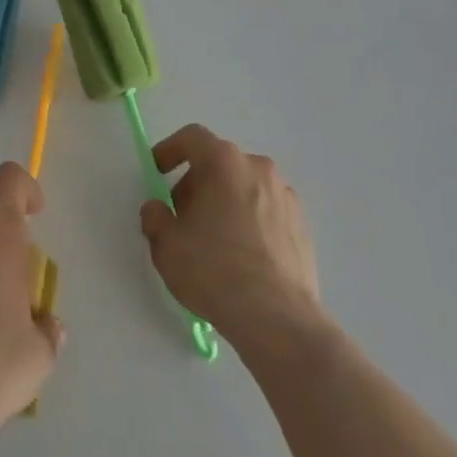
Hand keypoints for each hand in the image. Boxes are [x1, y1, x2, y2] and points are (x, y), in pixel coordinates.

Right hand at [140, 125, 326, 358]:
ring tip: (212, 240)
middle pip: (219, 163)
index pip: (192, 138)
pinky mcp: (302, 224)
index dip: (170, 150)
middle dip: (196, 183)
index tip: (157, 172)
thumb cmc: (215, 271)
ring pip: (243, 186)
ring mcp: (285, 195)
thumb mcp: (166, 246)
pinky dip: (248, 220)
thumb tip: (157, 208)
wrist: (278, 319)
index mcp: (224, 162)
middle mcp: (257, 168)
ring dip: (224, 202)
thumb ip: (155, 217)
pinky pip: (265, 210)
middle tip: (182, 217)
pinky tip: (241, 256)